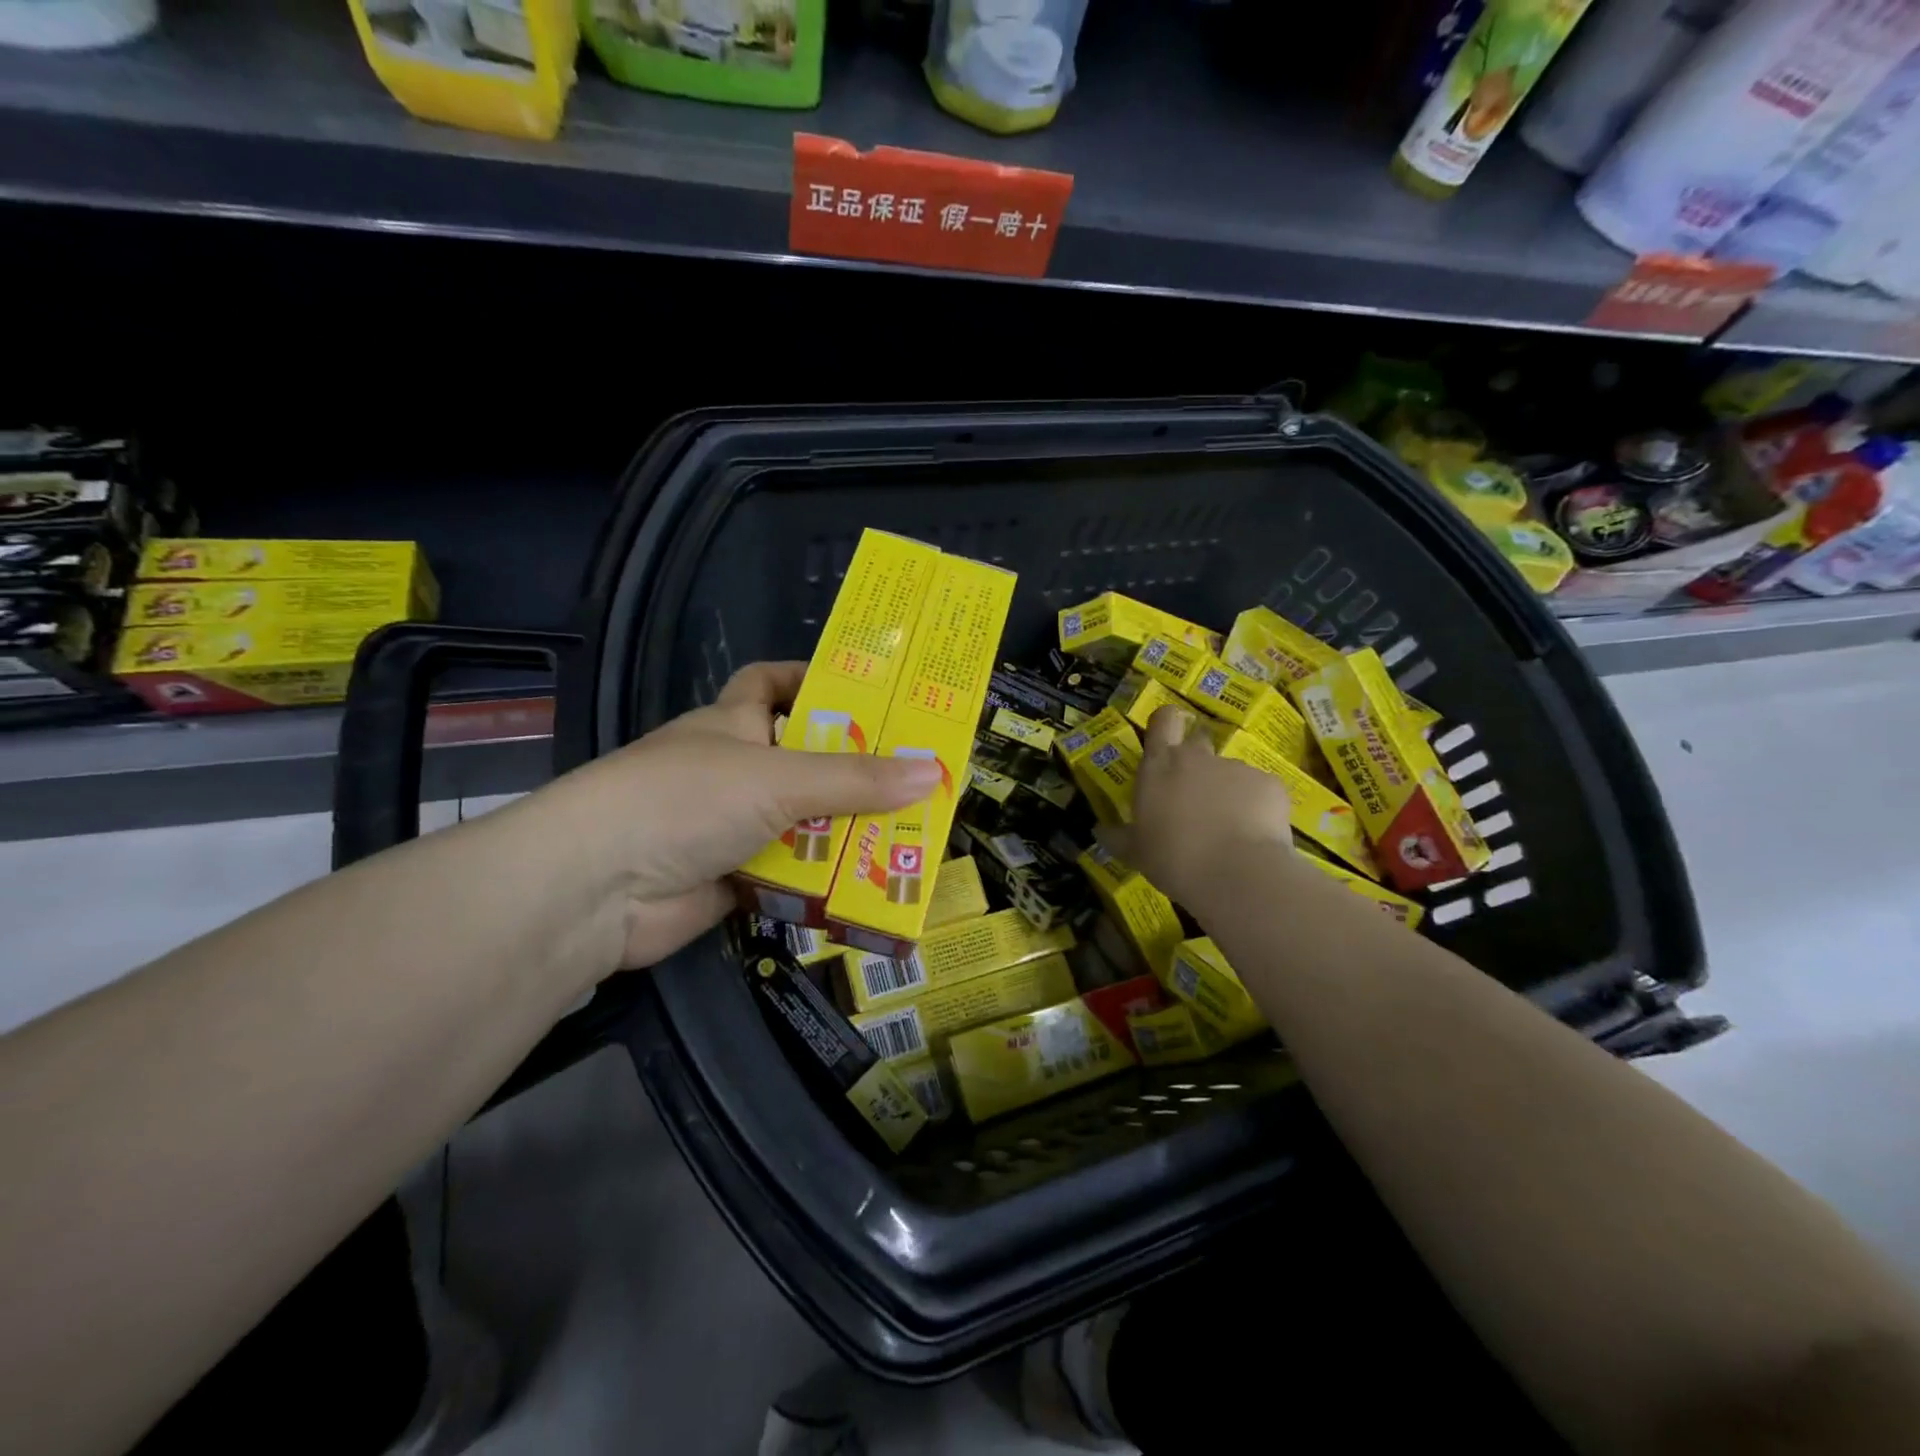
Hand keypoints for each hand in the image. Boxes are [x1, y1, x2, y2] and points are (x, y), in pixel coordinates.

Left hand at [548, 662, 941, 967]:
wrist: (596, 890)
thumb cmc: (685, 800)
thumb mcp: (778, 779)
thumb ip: (855, 780)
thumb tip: (933, 772)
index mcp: (733, 722)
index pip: (773, 682)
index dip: (815, 679)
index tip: (873, 693)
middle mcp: (733, 769)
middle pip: (804, 760)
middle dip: (855, 770)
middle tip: (919, 778)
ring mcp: (730, 826)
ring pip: (803, 822)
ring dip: (847, 833)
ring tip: (911, 837)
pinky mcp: (732, 879)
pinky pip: (790, 875)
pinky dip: (822, 881)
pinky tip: (870, 886)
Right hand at [1102, 705, 1299, 910]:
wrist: (1236, 874)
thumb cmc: (1172, 858)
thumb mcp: (1135, 852)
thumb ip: (1118, 837)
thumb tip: (1100, 831)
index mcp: (1159, 766)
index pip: (1163, 720)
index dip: (1166, 723)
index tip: (1167, 737)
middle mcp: (1197, 757)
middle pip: (1198, 741)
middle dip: (1197, 762)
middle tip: (1195, 796)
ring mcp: (1236, 768)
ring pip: (1229, 773)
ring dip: (1227, 792)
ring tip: (1228, 829)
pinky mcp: (1270, 784)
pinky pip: (1259, 791)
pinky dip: (1256, 808)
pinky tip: (1254, 836)